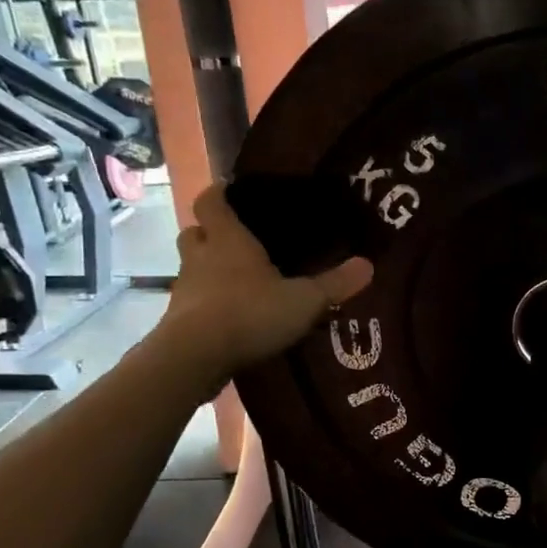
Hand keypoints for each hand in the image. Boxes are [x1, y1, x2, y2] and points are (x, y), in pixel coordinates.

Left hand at [151, 186, 371, 392]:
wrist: (195, 357)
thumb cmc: (250, 313)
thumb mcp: (304, 300)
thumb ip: (335, 284)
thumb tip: (368, 264)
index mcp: (228, 239)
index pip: (212, 201)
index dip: (220, 193)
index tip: (231, 191)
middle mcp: (200, 257)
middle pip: (195, 232)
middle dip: (210, 232)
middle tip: (235, 239)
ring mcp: (185, 289)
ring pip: (191, 268)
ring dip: (208, 269)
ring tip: (236, 280)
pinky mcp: (178, 320)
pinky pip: (193, 301)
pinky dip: (207, 303)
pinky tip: (228, 316)